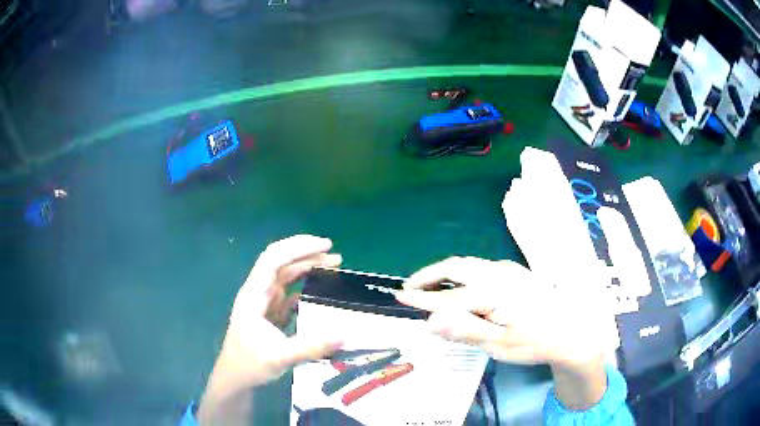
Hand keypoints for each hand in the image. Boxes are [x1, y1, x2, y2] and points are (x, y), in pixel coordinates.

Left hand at [198, 235, 343, 424]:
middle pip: (280, 262)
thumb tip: (345, 335)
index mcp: (254, 295)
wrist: (235, 378)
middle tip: (335, 254)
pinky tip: (320, 291)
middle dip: (306, 253)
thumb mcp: (280, 358)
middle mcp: (258, 293)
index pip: (274, 260)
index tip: (325, 245)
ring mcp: (264, 302)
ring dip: (307, 267)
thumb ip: (311, 347)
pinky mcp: (270, 313)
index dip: (298, 248)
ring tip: (333, 266)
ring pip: (286, 276)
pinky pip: (289, 293)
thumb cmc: (250, 365)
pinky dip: (305, 286)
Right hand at [395, 256, 614, 408]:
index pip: (448, 296)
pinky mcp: (516, 273)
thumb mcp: (499, 344)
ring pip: (470, 265)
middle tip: (410, 287)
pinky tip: (462, 288)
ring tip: (430, 288)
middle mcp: (499, 274)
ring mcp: (509, 271)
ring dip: (446, 273)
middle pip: (457, 266)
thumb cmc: (535, 342)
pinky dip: (463, 274)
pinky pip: (482, 268)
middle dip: (430, 275)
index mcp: (493, 293)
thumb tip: (431, 320)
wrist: (572, 331)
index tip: (400, 298)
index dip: (421, 298)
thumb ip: (465, 330)